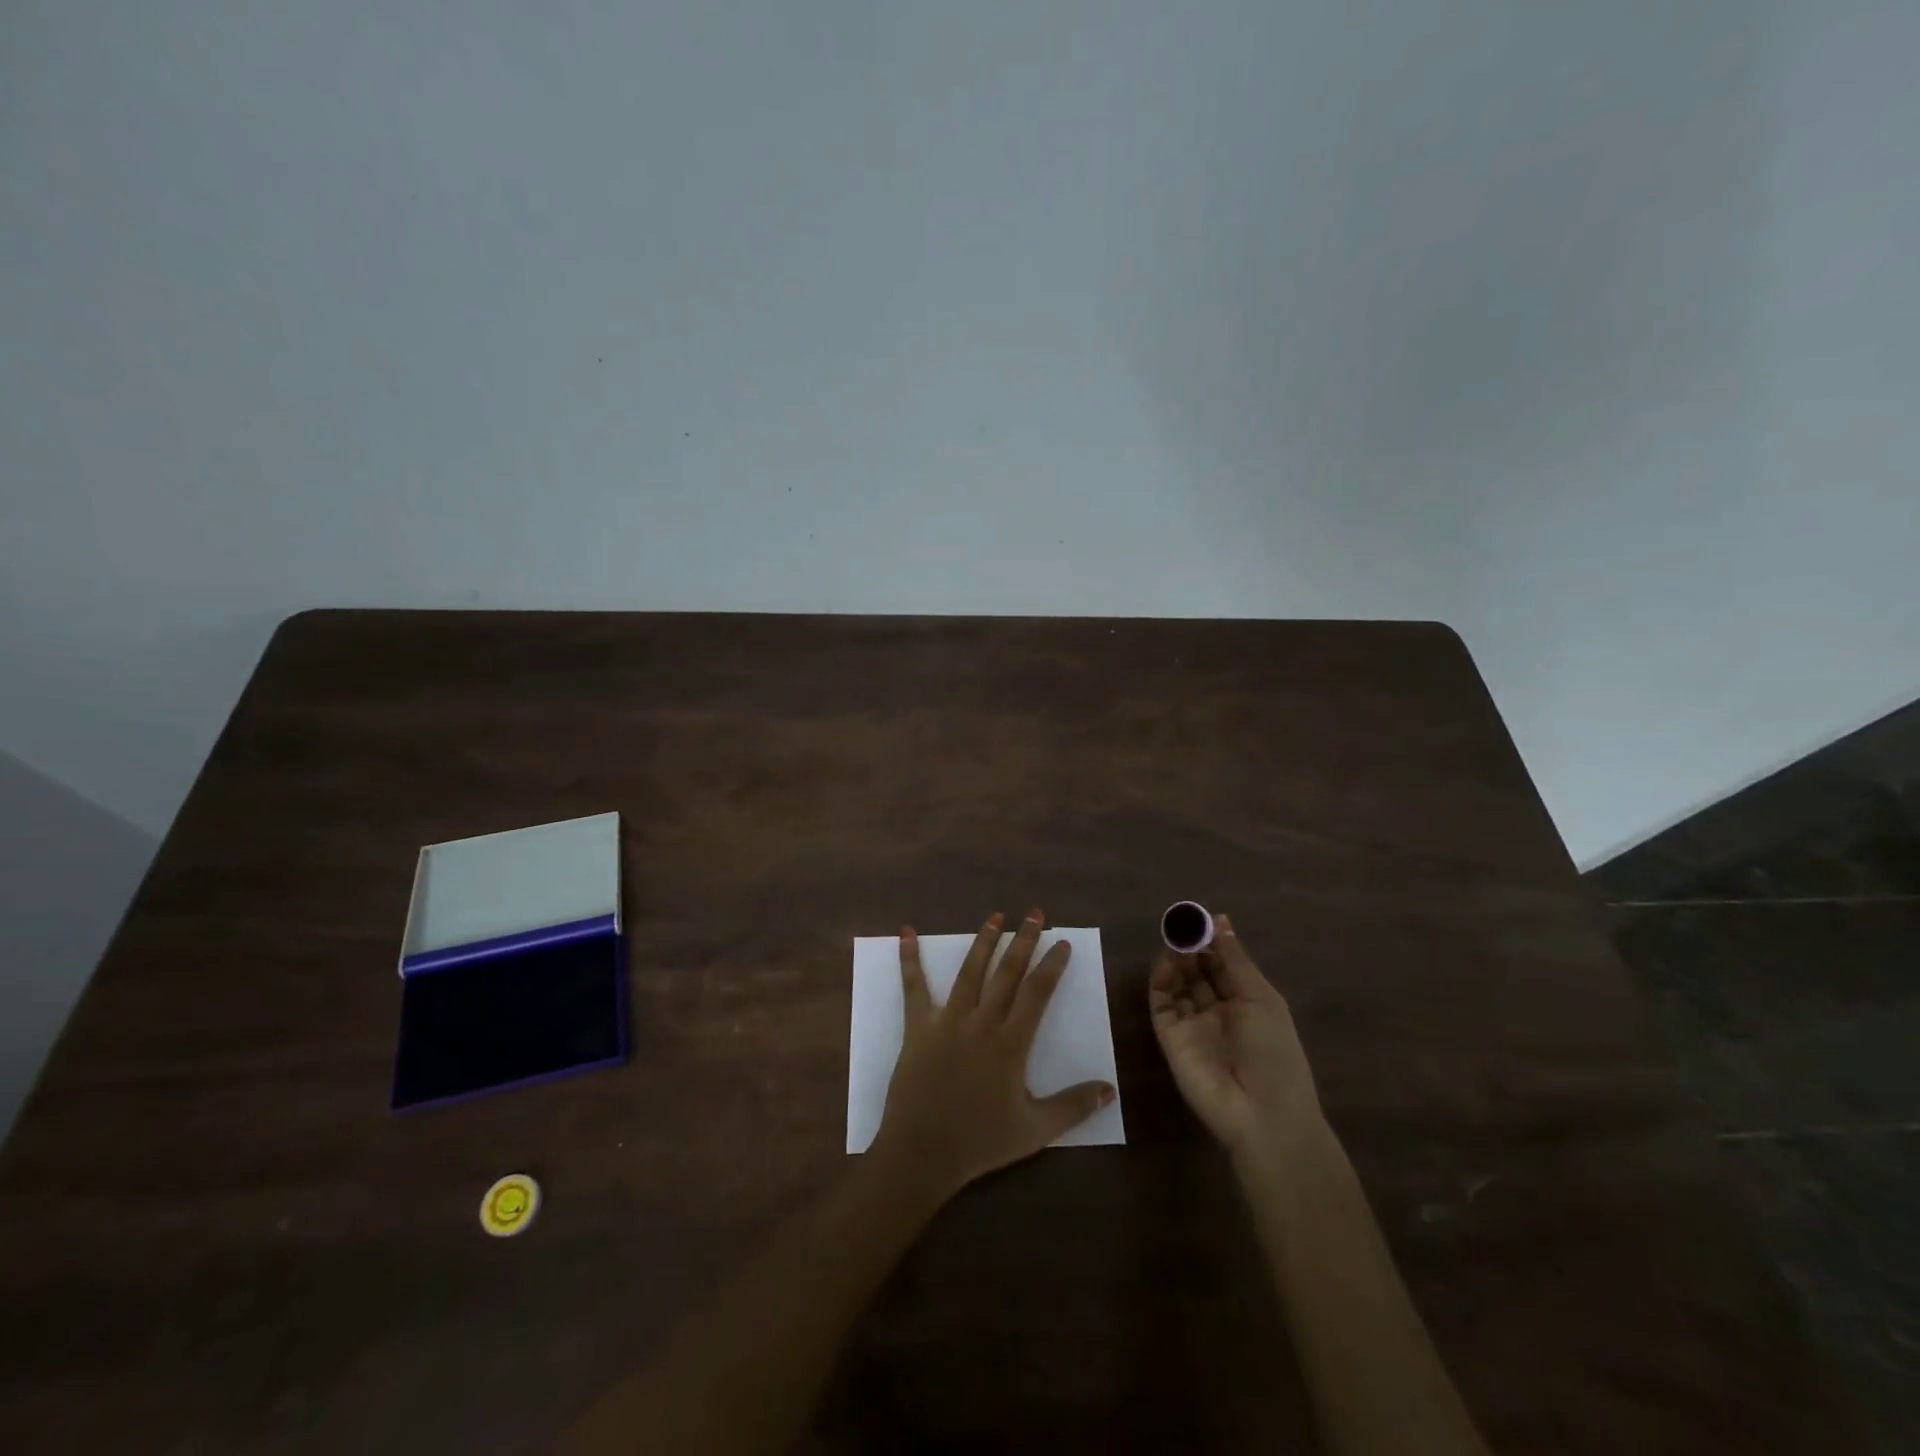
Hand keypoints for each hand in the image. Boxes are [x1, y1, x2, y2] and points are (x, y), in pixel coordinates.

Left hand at [873, 910, 1115, 1199]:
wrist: (922, 1153)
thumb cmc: (981, 1142)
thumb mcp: (1036, 1131)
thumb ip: (1073, 1107)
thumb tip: (1109, 1089)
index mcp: (1011, 1043)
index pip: (1037, 993)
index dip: (1052, 966)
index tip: (1061, 943)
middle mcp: (982, 1022)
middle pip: (1007, 973)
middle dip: (1022, 940)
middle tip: (1034, 913)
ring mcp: (947, 1020)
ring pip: (969, 972)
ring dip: (984, 941)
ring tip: (995, 916)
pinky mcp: (918, 1026)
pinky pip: (914, 987)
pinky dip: (909, 959)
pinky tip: (906, 933)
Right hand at [1149, 914, 1321, 1157]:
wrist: (1260, 1113)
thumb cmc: (1273, 1052)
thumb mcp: (1260, 998)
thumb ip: (1235, 959)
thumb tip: (1220, 919)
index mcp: (1247, 1004)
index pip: (1225, 966)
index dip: (1214, 942)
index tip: (1201, 918)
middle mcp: (1218, 1012)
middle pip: (1199, 973)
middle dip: (1192, 947)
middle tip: (1182, 924)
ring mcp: (1193, 1025)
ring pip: (1179, 984)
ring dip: (1177, 960)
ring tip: (1175, 938)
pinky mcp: (1170, 1037)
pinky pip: (1162, 1003)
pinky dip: (1161, 980)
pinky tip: (1167, 962)